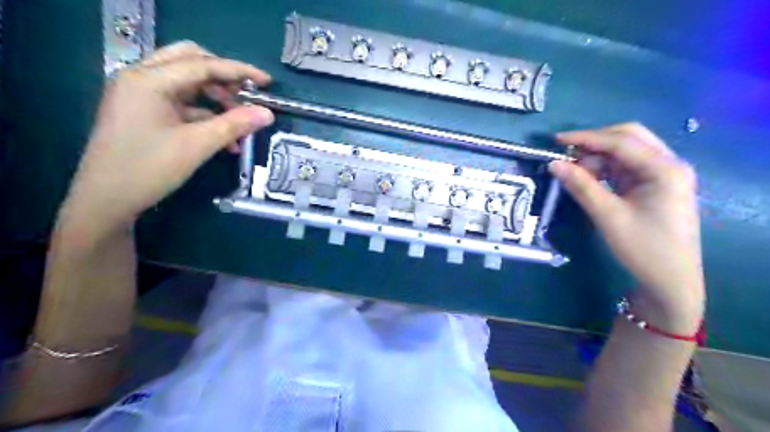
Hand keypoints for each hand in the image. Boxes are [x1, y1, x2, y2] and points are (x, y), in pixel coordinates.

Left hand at [62, 40, 272, 228]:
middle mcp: (142, 78)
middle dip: (224, 78)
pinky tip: (224, 137)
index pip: (202, 64)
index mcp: (150, 80)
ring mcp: (141, 95)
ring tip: (240, 123)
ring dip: (217, 99)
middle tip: (248, 96)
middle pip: (191, 62)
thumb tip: (268, 114)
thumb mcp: (197, 146)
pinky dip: (205, 114)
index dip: (239, 71)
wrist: (106, 199)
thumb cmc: (149, 169)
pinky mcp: (144, 112)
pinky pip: (182, 103)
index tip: (267, 82)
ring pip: (188, 84)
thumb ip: (234, 125)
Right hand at [548, 122, 702, 332]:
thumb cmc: (643, 248)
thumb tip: (554, 164)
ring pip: (625, 153)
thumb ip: (581, 186)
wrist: (670, 281)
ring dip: (598, 157)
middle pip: (628, 139)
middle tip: (566, 154)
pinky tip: (589, 179)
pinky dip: (604, 169)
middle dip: (595, 143)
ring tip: (574, 172)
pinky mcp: (653, 186)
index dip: (586, 138)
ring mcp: (662, 175)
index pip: (621, 142)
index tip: (556, 140)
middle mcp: (668, 165)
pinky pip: (625, 168)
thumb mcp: (608, 216)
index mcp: (665, 169)